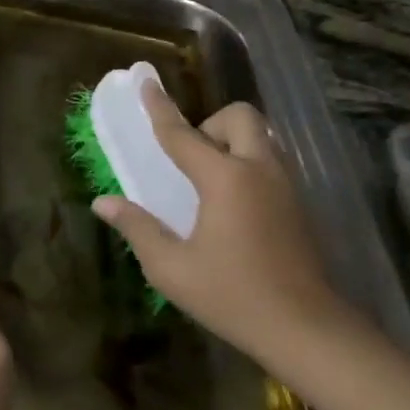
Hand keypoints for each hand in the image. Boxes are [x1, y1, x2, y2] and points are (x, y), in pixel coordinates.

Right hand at [91, 83, 356, 365]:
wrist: (306, 328)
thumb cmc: (233, 297)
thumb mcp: (173, 269)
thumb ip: (138, 228)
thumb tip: (103, 203)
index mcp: (225, 179)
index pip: (182, 134)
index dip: (160, 107)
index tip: (145, 81)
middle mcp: (259, 169)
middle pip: (239, 116)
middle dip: (211, 125)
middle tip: (192, 161)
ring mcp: (286, 183)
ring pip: (260, 136)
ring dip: (232, 142)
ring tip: (210, 183)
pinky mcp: (298, 201)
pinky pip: (271, 159)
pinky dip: (249, 163)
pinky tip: (234, 206)